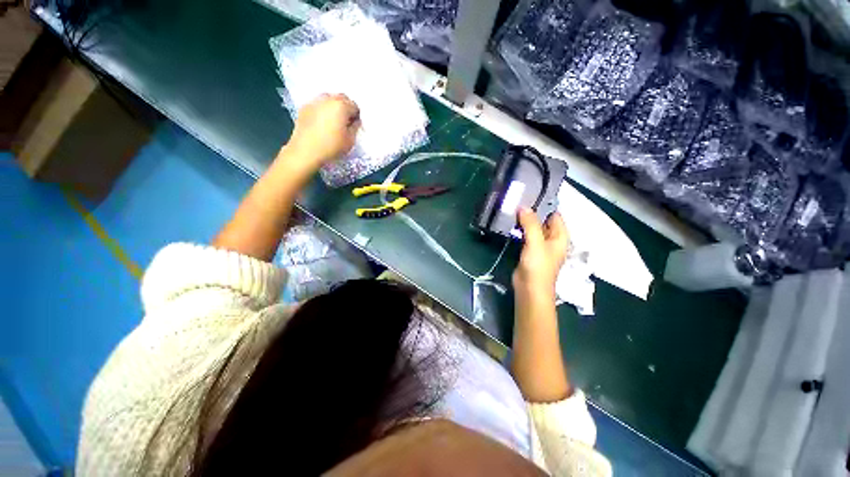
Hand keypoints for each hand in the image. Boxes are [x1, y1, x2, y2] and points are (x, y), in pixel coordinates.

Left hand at [284, 93, 360, 167]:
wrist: (306, 151)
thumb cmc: (331, 146)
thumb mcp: (350, 141)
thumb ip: (355, 128)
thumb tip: (355, 121)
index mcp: (341, 106)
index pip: (355, 106)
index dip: (356, 116)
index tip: (354, 125)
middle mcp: (328, 99)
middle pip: (341, 98)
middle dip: (346, 108)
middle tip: (345, 122)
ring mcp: (314, 102)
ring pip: (328, 99)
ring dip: (333, 107)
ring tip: (333, 121)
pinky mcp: (304, 107)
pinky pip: (318, 105)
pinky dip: (322, 110)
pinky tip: (322, 123)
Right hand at [512, 208, 569, 301]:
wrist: (529, 289)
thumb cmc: (538, 266)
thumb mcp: (536, 242)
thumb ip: (530, 223)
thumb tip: (523, 206)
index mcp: (560, 236)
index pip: (554, 214)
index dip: (544, 205)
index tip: (529, 195)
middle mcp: (551, 239)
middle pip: (543, 220)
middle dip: (532, 212)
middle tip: (517, 200)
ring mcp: (539, 245)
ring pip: (532, 228)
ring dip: (524, 221)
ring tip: (511, 209)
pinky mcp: (529, 250)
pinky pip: (525, 236)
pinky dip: (519, 229)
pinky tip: (510, 223)